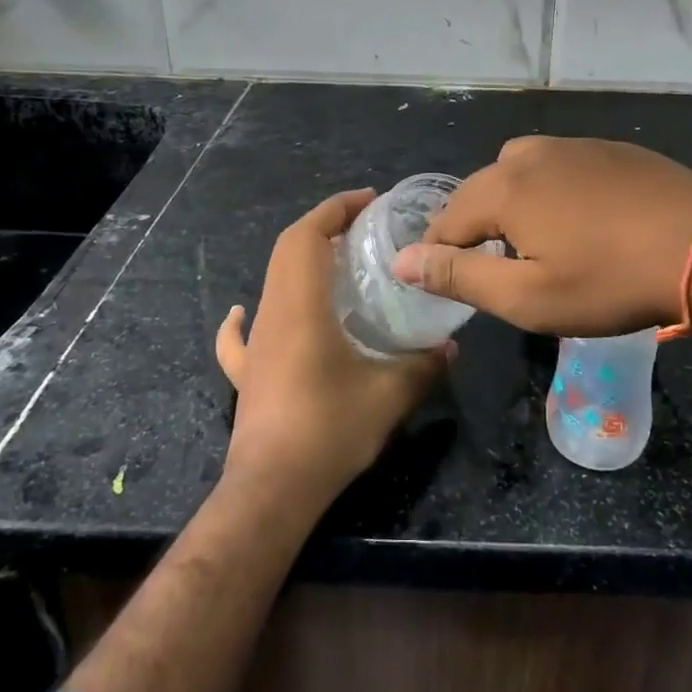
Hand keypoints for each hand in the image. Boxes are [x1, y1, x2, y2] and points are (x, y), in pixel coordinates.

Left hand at [216, 188, 451, 508]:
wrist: (272, 490)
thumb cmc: (329, 430)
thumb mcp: (390, 395)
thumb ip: (424, 365)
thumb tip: (451, 347)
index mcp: (301, 307)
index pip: (307, 236)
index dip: (335, 209)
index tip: (368, 201)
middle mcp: (272, 314)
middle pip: (287, 250)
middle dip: (323, 227)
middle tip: (363, 229)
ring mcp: (255, 345)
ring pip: (271, 282)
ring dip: (300, 262)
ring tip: (336, 265)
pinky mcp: (247, 373)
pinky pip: (241, 334)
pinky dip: (245, 316)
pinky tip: (248, 313)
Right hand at [391, 137, 691, 335]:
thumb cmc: (611, 281)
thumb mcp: (528, 297)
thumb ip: (460, 275)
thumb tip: (402, 260)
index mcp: (504, 186)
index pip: (446, 219)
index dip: (440, 253)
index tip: (452, 282)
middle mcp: (530, 154)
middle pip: (480, 189)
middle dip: (475, 226)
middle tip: (495, 267)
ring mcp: (574, 144)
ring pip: (519, 172)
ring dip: (512, 204)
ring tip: (534, 241)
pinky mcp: (609, 148)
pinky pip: (559, 166)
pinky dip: (550, 190)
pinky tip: (579, 218)